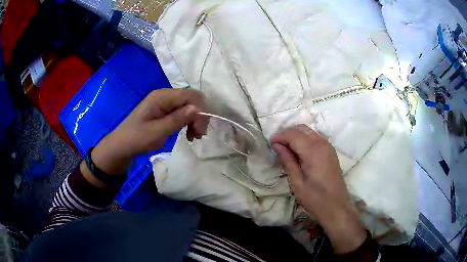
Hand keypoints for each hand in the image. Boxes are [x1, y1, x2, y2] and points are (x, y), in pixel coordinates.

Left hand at [84, 89, 208, 182]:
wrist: (122, 146)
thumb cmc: (136, 139)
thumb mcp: (157, 132)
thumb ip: (177, 119)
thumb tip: (197, 108)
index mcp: (161, 97)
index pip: (190, 96)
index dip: (200, 111)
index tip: (200, 131)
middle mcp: (165, 96)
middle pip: (191, 99)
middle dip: (199, 115)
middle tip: (198, 135)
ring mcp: (165, 103)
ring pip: (189, 106)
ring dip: (195, 120)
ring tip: (194, 136)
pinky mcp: (165, 111)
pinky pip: (182, 112)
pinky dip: (189, 122)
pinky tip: (188, 134)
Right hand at [270, 124, 365, 253]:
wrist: (336, 207)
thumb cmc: (315, 198)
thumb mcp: (297, 182)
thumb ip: (288, 161)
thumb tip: (277, 145)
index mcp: (313, 151)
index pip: (293, 135)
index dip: (280, 136)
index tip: (270, 143)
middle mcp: (322, 144)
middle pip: (302, 129)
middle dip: (287, 133)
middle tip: (277, 145)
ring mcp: (328, 146)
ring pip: (309, 132)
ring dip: (296, 135)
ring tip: (286, 148)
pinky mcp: (331, 151)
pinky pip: (315, 138)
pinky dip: (305, 139)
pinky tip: (299, 151)